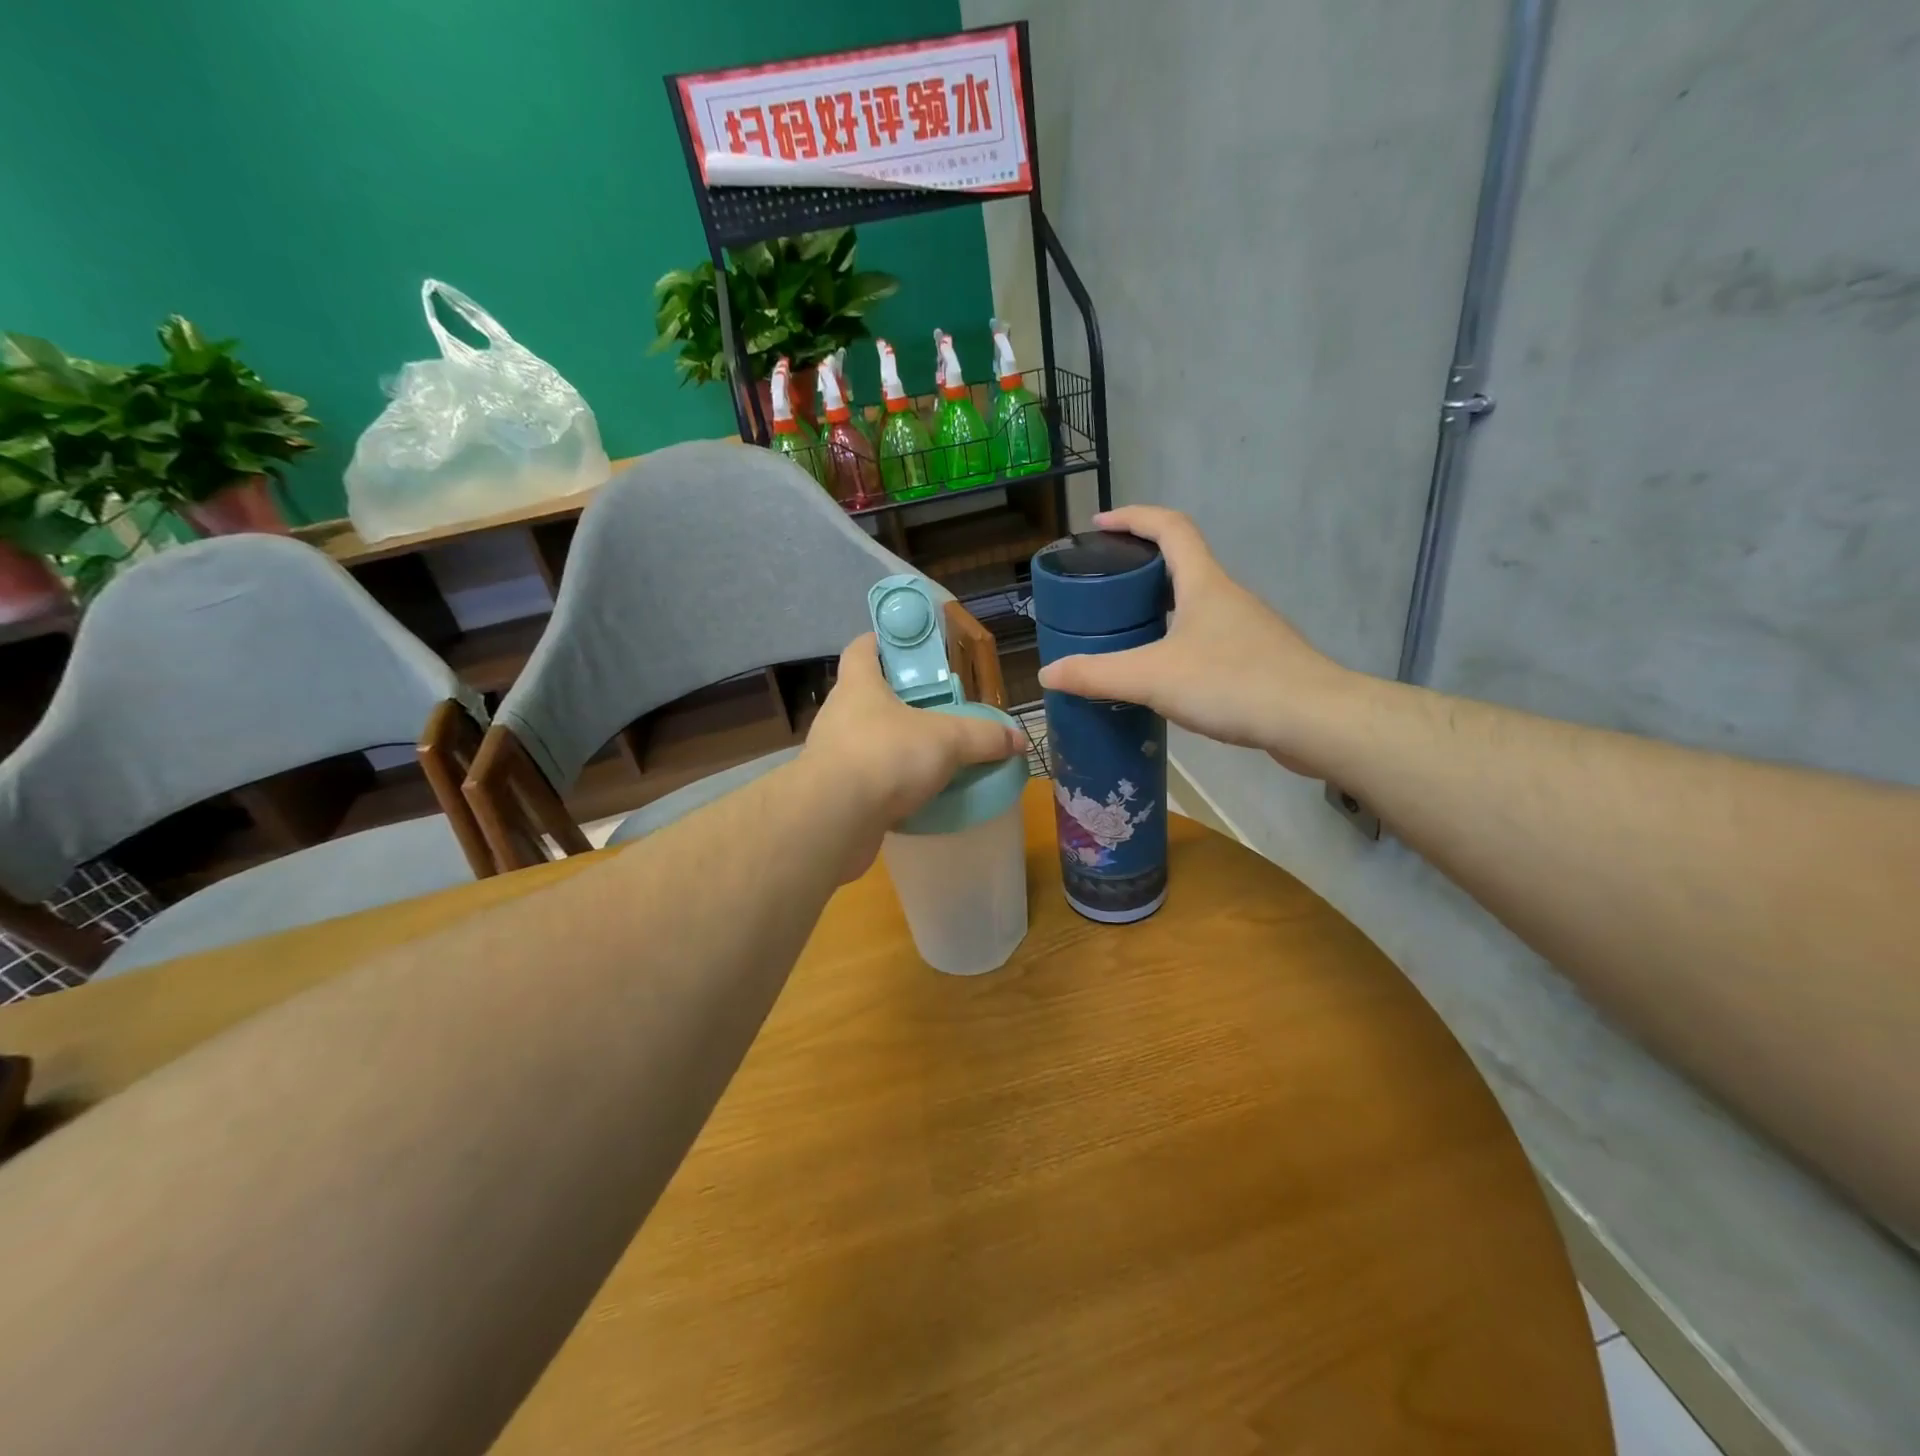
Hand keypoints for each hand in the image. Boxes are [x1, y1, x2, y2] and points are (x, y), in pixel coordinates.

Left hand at [801, 633, 1025, 874]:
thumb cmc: (886, 756)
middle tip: (936, 708)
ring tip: (930, 755)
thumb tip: (1018, 739)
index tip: (906, 647)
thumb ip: (984, 737)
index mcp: (858, 686)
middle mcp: (839, 715)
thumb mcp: (947, 740)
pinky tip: (916, 795)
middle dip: (899, 701)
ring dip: (894, 745)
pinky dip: (889, 784)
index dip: (881, 641)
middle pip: (867, 696)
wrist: (834, 820)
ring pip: (867, 741)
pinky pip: (867, 780)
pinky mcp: (835, 794)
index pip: (862, 649)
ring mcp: (832, 756)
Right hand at [1035, 507, 1353, 770]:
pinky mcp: (1257, 660)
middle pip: (1182, 563)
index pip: (1169, 526)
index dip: (1133, 517)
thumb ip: (1097, 675)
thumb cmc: (1232, 683)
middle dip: (1140, 566)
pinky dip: (1178, 641)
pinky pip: (1208, 638)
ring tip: (1125, 631)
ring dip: (1160, 607)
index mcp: (1203, 583)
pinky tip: (1165, 674)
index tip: (1098, 525)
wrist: (1314, 720)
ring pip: (1195, 604)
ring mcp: (1246, 628)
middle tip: (1104, 586)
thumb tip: (1047, 674)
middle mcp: (1227, 596)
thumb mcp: (1152, 678)